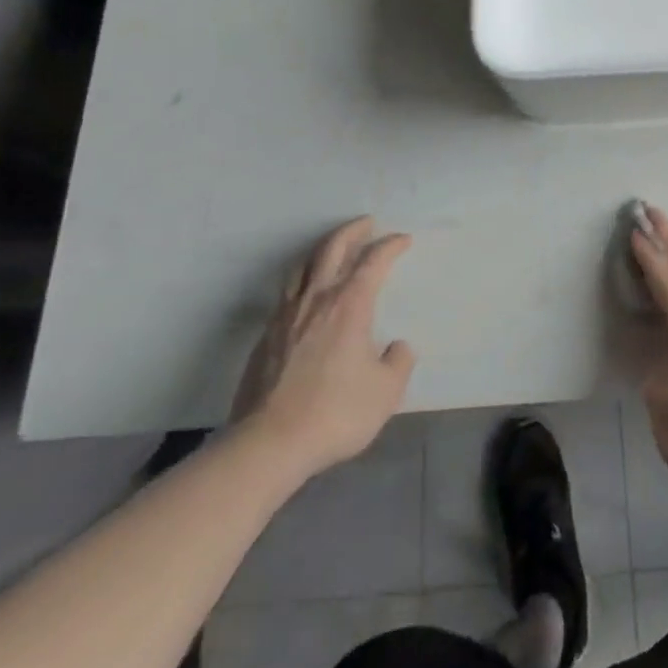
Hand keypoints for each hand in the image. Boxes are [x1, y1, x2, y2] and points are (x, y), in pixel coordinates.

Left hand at [231, 217, 414, 489]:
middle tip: (366, 223)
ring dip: (322, 249)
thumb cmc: (334, 412)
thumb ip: (398, 363)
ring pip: (303, 266)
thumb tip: (397, 347)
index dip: (390, 245)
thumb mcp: (385, 392)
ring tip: (332, 248)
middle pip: (332, 248)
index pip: (373, 261)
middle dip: (352, 231)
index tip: (403, 239)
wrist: (268, 444)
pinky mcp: (264, 337)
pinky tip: (305, 293)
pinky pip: (286, 293)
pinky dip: (302, 280)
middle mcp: (317, 299)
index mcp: (350, 304)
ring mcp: (286, 316)